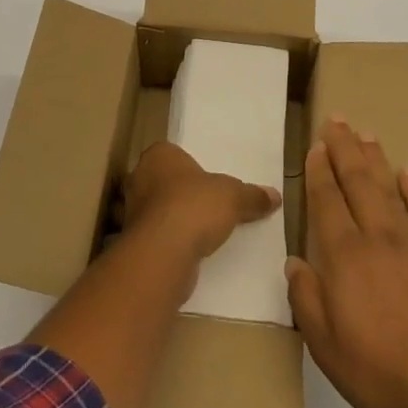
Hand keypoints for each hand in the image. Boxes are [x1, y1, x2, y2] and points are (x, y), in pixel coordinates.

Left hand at [122, 141, 280, 259]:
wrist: (163, 253)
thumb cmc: (194, 207)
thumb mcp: (233, 197)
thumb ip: (252, 195)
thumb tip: (275, 196)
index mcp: (159, 155)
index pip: (174, 154)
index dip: (192, 167)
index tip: (210, 182)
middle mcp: (140, 177)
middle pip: (166, 181)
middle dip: (184, 193)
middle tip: (210, 205)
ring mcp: (132, 210)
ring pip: (160, 209)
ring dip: (177, 219)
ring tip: (204, 231)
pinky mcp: (134, 241)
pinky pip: (158, 235)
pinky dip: (172, 242)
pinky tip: (192, 251)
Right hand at [286, 119, 407, 407]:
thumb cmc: (380, 371)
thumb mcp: (326, 346)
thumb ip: (306, 299)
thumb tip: (294, 262)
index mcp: (345, 256)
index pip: (328, 201)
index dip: (320, 171)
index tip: (317, 146)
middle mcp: (377, 238)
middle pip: (358, 182)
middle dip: (345, 149)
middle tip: (337, 120)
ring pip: (390, 189)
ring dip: (376, 159)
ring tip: (366, 134)